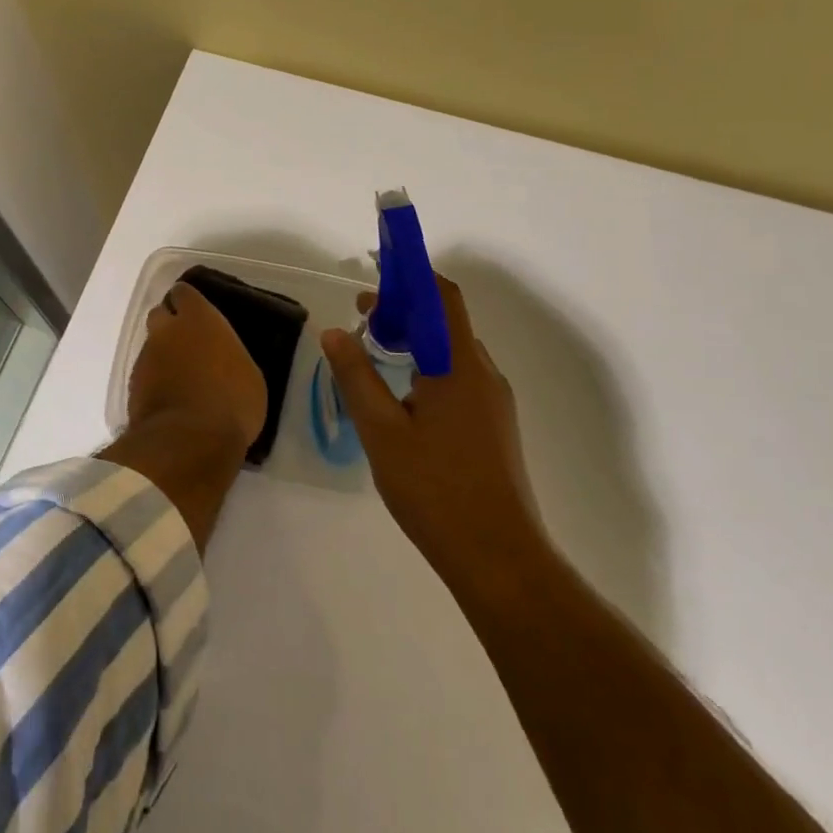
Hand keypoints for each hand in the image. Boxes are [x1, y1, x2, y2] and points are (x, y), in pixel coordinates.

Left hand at [127, 282, 265, 457]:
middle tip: (188, 343)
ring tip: (179, 375)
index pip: (184, 293)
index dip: (188, 302)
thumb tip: (221, 356)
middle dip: (170, 324)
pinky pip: (144, 373)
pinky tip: (169, 396)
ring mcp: (146, 357)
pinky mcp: (133, 385)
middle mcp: (167, 330)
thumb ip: (228, 354)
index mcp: (199, 319)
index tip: (198, 314)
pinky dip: (154, 379)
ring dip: (162, 354)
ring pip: (150, 345)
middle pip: (160, 314)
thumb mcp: (248, 375)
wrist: (189, 441)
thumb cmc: (232, 403)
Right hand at [320, 274, 543, 586]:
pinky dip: (426, 366)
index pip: (441, 297)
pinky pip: (457, 377)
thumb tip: (334, 332)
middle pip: (446, 321)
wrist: (498, 558)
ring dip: (413, 340)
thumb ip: (356, 376)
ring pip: (451, 351)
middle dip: (403, 309)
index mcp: (459, 367)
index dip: (411, 275)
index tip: (374, 274)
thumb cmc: (435, 490)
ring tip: (373, 353)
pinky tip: (399, 395)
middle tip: (360, 320)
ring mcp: (493, 402)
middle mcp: (483, 375)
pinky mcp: (493, 426)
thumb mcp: (381, 431)